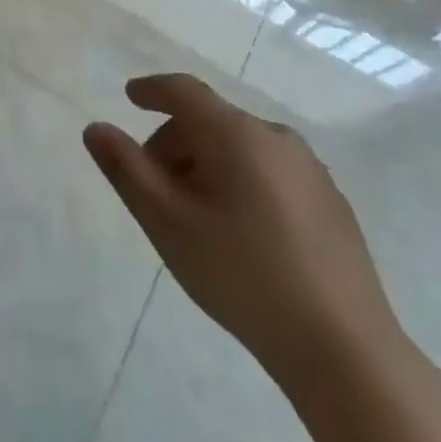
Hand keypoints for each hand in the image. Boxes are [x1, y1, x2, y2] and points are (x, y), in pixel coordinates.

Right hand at [84, 73, 400, 377]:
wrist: (345, 351)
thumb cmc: (241, 274)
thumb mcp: (166, 221)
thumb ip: (126, 168)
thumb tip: (96, 128)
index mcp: (236, 134)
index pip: (184, 91)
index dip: (152, 90)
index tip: (129, 97)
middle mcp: (277, 139)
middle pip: (211, 120)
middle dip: (175, 141)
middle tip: (153, 184)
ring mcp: (312, 172)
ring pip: (242, 147)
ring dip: (207, 163)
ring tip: (193, 212)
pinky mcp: (333, 205)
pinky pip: (271, 172)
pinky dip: (241, 181)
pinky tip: (239, 231)